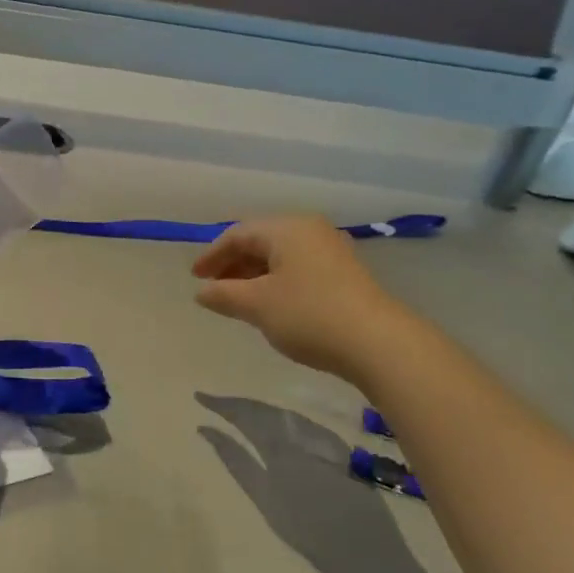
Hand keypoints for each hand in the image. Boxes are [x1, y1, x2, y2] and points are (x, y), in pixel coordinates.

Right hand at [192, 215, 415, 379]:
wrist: (378, 343)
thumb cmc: (308, 315)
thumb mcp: (256, 305)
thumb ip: (223, 295)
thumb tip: (201, 292)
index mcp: (286, 229)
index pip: (238, 234)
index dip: (211, 255)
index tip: (195, 278)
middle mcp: (310, 231)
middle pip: (260, 241)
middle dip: (232, 264)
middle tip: (212, 288)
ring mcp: (331, 251)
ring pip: (280, 256)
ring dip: (253, 274)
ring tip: (237, 299)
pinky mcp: (344, 274)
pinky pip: (298, 268)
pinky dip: (276, 281)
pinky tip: (270, 304)